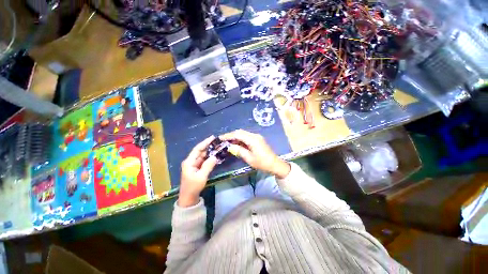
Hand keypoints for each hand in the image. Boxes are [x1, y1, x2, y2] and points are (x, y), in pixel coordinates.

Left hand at [179, 136, 217, 206]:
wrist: (189, 197)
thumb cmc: (193, 187)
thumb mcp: (201, 176)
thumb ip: (208, 166)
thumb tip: (215, 156)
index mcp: (189, 162)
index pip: (197, 149)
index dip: (205, 142)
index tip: (212, 137)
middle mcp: (191, 161)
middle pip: (200, 151)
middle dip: (208, 146)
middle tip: (217, 142)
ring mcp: (194, 165)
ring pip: (203, 155)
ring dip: (210, 151)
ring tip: (218, 147)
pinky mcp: (197, 168)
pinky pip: (204, 160)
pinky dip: (209, 157)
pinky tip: (215, 155)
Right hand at [220, 130, 290, 178]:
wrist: (275, 164)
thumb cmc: (262, 163)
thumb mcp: (249, 158)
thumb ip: (239, 151)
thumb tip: (230, 146)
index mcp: (253, 139)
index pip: (238, 134)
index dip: (228, 135)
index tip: (220, 138)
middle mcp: (255, 135)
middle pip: (240, 132)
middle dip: (231, 135)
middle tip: (223, 140)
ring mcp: (257, 137)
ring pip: (243, 134)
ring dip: (235, 137)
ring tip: (228, 142)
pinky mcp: (258, 140)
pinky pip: (247, 137)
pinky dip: (240, 139)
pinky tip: (236, 144)